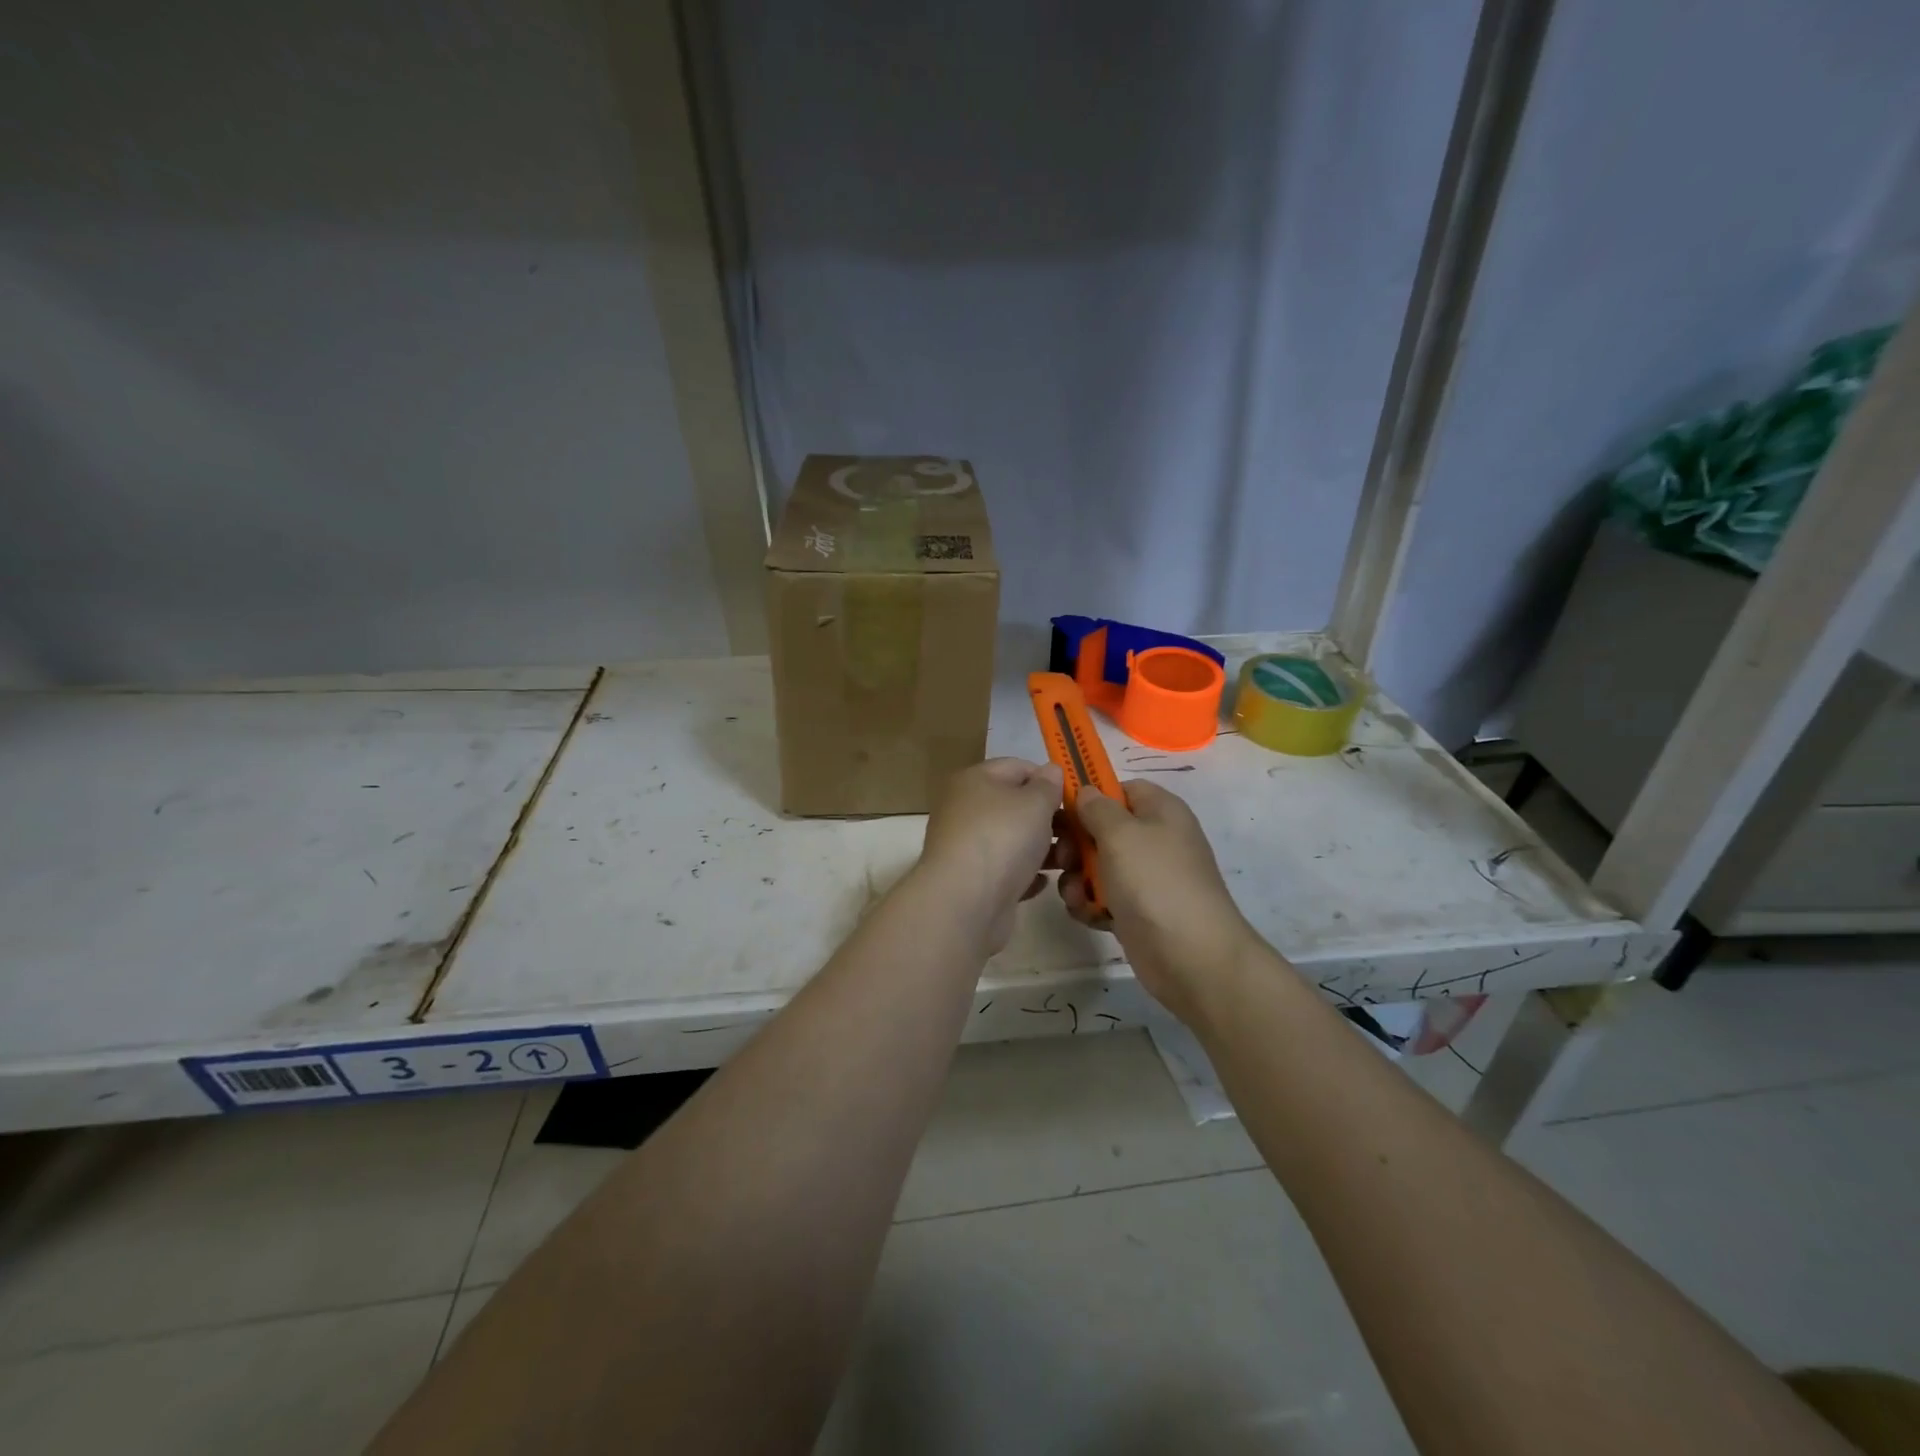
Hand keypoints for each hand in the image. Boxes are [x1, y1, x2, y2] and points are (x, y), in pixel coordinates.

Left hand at [914, 757, 1063, 955]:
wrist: (965, 902)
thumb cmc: (1002, 838)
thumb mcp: (1035, 802)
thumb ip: (1048, 785)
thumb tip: (1050, 771)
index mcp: (974, 780)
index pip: (1017, 767)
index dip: (1048, 779)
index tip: (1075, 799)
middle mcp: (965, 809)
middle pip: (1016, 806)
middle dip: (1051, 820)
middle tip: (1077, 835)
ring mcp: (967, 847)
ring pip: (1014, 841)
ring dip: (1044, 850)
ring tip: (1068, 862)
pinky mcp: (972, 881)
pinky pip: (1006, 871)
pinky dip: (1025, 875)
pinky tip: (1042, 883)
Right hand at [1057, 780, 1257, 1022]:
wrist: (1191, 956)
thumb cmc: (1154, 882)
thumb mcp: (1120, 834)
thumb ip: (1097, 808)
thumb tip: (1087, 792)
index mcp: (1160, 811)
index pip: (1121, 789)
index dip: (1092, 796)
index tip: (1063, 812)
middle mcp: (1155, 840)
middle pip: (1103, 829)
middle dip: (1076, 844)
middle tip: (1064, 860)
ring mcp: (1147, 878)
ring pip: (1098, 866)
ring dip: (1079, 879)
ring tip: (1078, 896)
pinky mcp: (1137, 911)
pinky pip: (1104, 897)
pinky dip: (1092, 905)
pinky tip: (1089, 916)